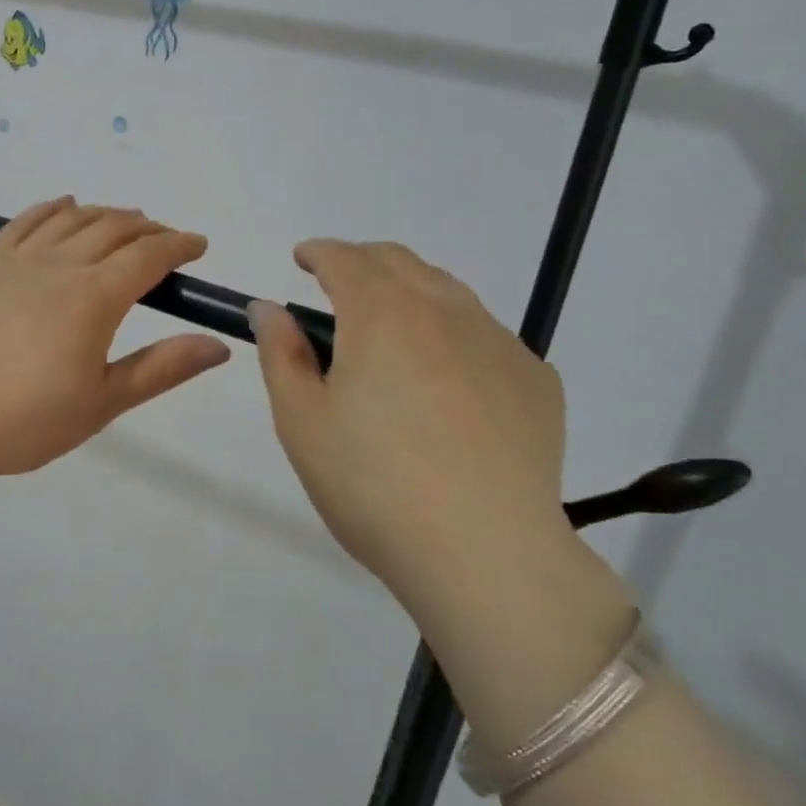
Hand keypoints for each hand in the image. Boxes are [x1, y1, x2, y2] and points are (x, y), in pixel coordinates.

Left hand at [0, 198, 231, 481]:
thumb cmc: (27, 419)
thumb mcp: (103, 402)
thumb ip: (162, 368)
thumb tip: (219, 345)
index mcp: (95, 297)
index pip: (148, 255)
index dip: (179, 245)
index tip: (198, 246)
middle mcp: (60, 264)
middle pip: (114, 228)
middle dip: (148, 229)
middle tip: (166, 241)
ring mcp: (19, 259)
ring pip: (73, 218)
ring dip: (106, 214)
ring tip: (124, 223)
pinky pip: (26, 220)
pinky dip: (53, 207)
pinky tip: (65, 206)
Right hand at [250, 241, 567, 591]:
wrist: (485, 553)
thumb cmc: (371, 483)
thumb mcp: (301, 420)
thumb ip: (281, 353)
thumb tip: (269, 307)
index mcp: (382, 313)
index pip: (344, 258)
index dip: (317, 252)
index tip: (302, 260)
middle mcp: (445, 310)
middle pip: (399, 262)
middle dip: (362, 262)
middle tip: (338, 290)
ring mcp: (499, 343)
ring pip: (447, 292)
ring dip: (410, 293)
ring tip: (391, 332)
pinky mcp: (537, 380)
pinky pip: (485, 336)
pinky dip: (453, 336)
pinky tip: (446, 384)